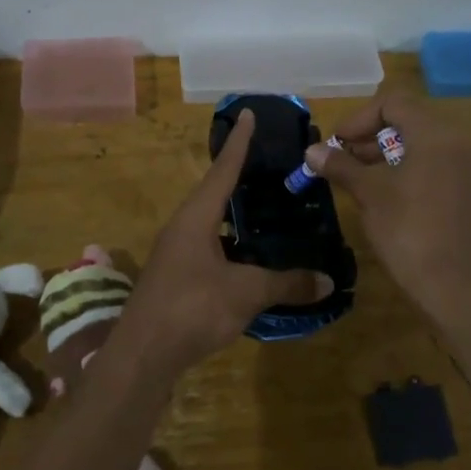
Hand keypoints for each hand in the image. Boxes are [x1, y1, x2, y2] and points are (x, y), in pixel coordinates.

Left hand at [121, 110, 332, 376]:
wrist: (142, 355)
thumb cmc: (192, 308)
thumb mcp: (246, 293)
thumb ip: (286, 283)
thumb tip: (327, 281)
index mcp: (195, 217)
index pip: (223, 169)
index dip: (240, 142)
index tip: (249, 114)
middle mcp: (182, 227)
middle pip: (213, 192)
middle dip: (239, 176)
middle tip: (267, 162)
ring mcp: (175, 254)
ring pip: (210, 223)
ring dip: (234, 214)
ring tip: (264, 207)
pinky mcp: (175, 279)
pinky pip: (208, 248)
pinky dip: (231, 245)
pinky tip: (250, 258)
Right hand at [306, 93, 470, 312]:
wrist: (452, 285)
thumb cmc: (407, 230)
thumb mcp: (369, 194)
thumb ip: (340, 166)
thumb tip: (312, 151)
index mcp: (436, 135)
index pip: (393, 103)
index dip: (359, 118)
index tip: (337, 144)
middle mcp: (457, 143)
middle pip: (408, 120)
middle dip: (370, 136)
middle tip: (342, 159)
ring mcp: (466, 168)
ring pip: (420, 144)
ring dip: (385, 153)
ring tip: (357, 177)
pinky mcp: (467, 191)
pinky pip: (433, 164)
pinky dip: (406, 168)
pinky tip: (384, 193)